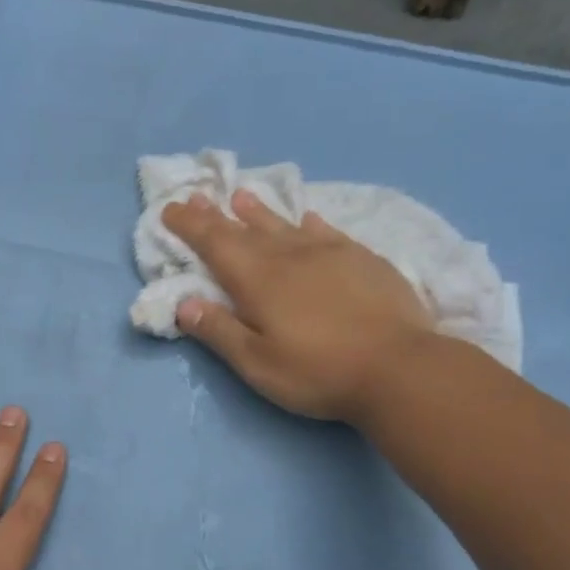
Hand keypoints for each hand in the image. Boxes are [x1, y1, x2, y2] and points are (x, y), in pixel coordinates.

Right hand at [161, 189, 437, 421]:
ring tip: (243, 197)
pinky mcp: (363, 260)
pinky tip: (308, 218)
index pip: (215, 244)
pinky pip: (328, 231)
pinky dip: (310, 222)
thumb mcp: (257, 364)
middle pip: (246, 230)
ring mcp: (330, 254)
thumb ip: (219, 331)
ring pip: (286, 225)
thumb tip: (183, 303)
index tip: (171, 208)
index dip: (191, 225)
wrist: (398, 367)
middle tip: (198, 197)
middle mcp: (290, 257)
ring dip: (260, 212)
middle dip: (217, 215)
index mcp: (259, 281)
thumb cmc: (318, 372)